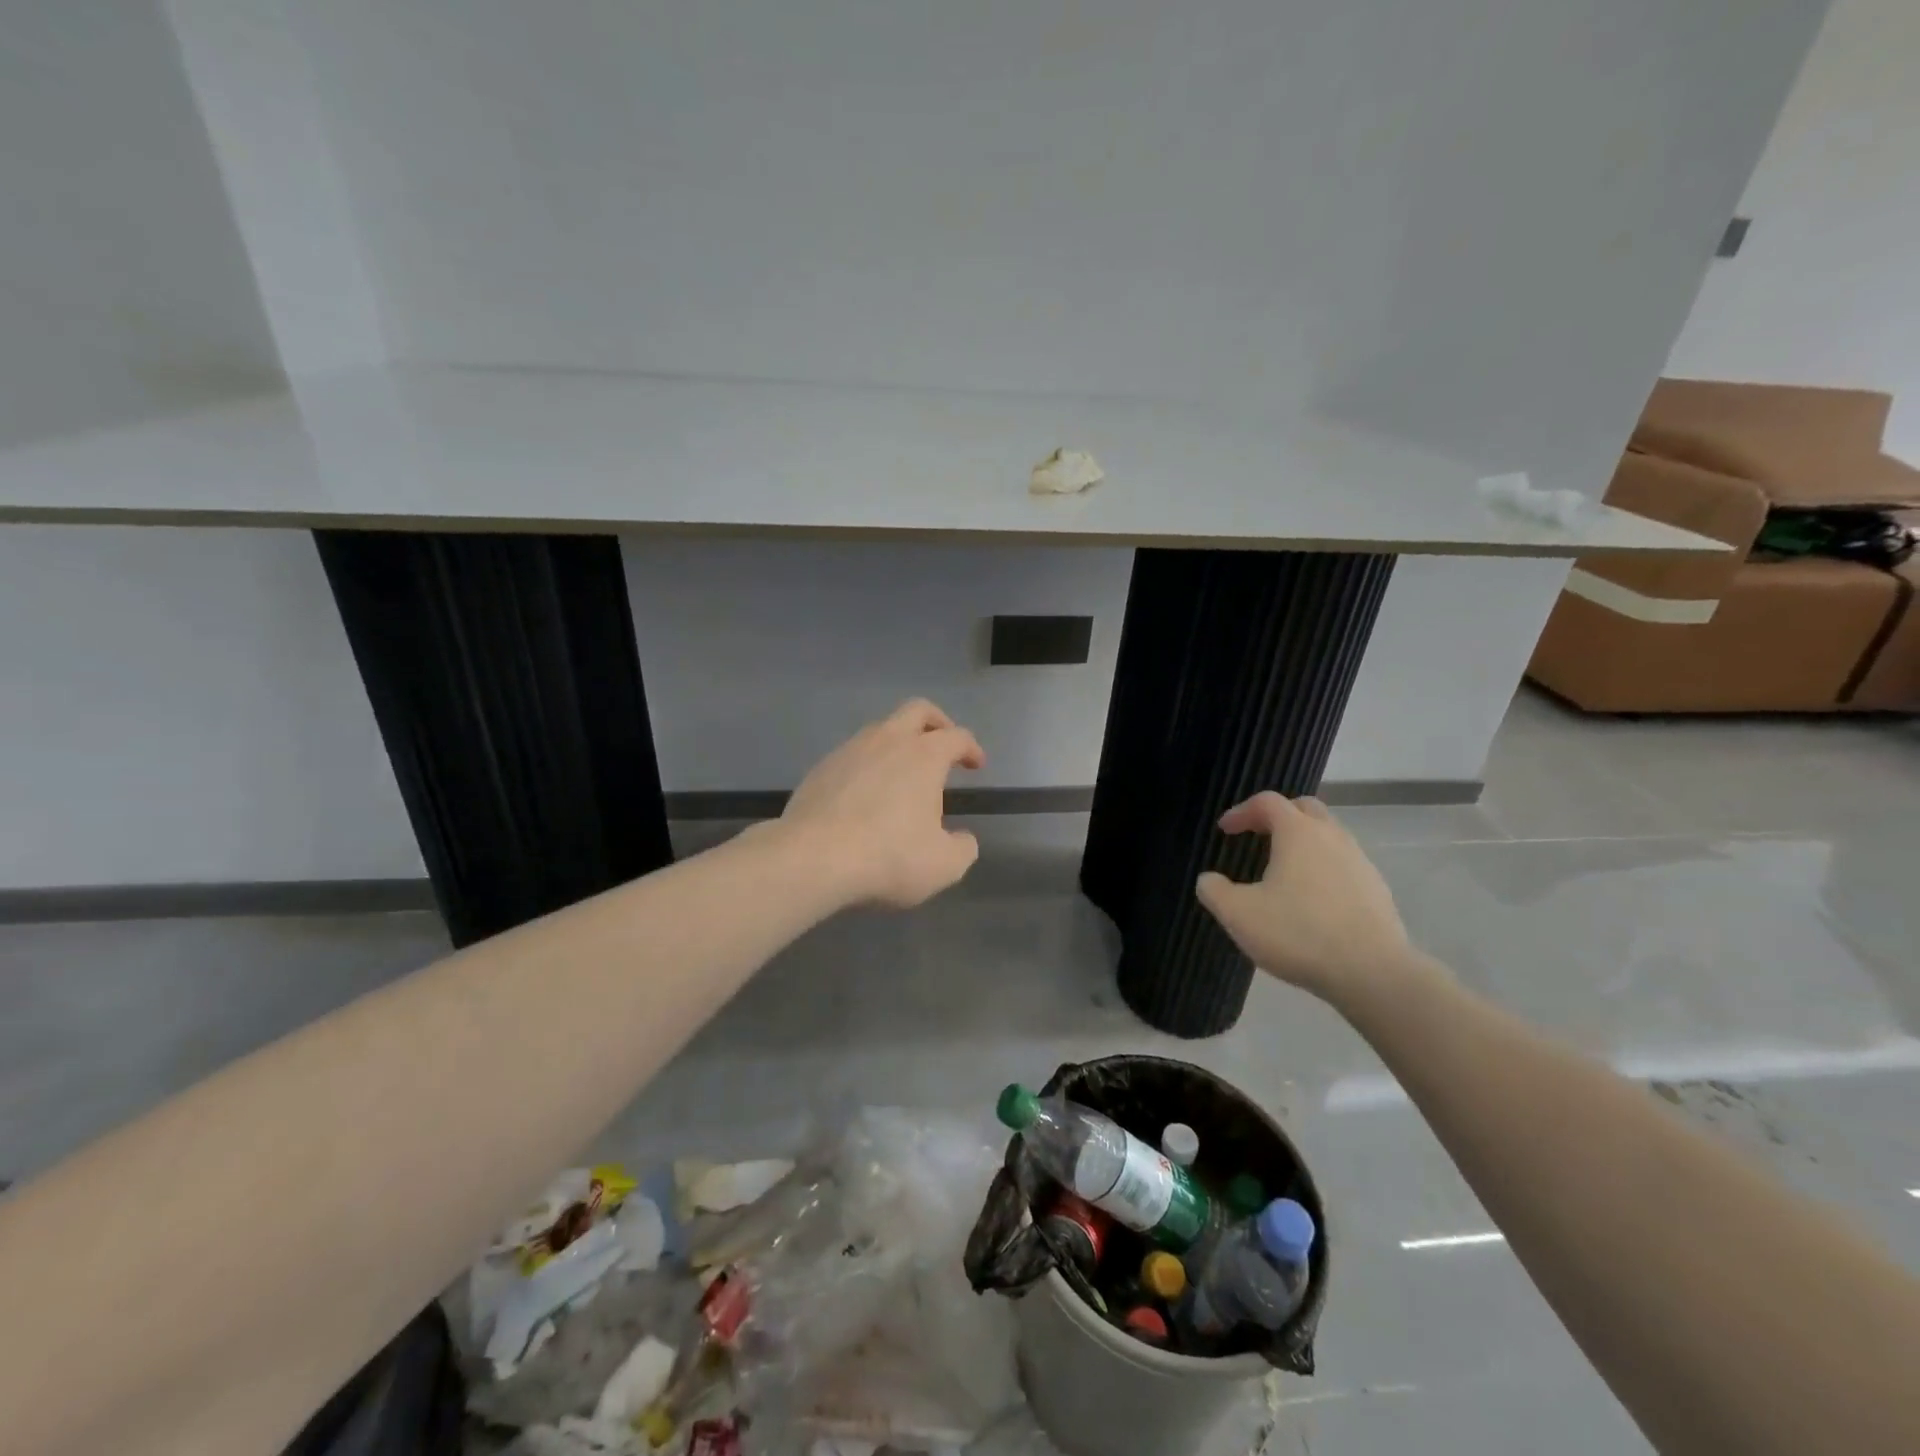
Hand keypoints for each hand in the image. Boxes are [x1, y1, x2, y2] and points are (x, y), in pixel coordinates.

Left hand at [781, 699, 985, 906]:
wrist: (813, 858)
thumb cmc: (889, 856)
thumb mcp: (944, 864)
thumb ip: (963, 847)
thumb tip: (962, 839)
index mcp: (924, 755)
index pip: (957, 737)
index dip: (971, 748)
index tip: (976, 765)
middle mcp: (888, 740)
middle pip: (917, 710)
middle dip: (936, 722)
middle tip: (943, 745)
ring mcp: (849, 751)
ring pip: (880, 730)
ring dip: (897, 743)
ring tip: (902, 775)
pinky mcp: (820, 768)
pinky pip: (851, 756)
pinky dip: (867, 766)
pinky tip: (865, 796)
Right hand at [1195, 792, 1413, 1001]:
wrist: (1373, 973)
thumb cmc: (1298, 933)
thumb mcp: (1238, 914)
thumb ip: (1214, 891)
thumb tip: (1208, 880)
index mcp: (1298, 833)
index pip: (1267, 802)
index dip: (1242, 811)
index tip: (1225, 830)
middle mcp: (1332, 837)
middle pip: (1305, 809)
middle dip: (1279, 816)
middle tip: (1258, 835)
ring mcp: (1360, 863)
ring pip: (1329, 837)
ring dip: (1304, 843)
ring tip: (1284, 871)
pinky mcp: (1377, 890)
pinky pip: (1345, 866)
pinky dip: (1324, 869)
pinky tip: (1312, 901)